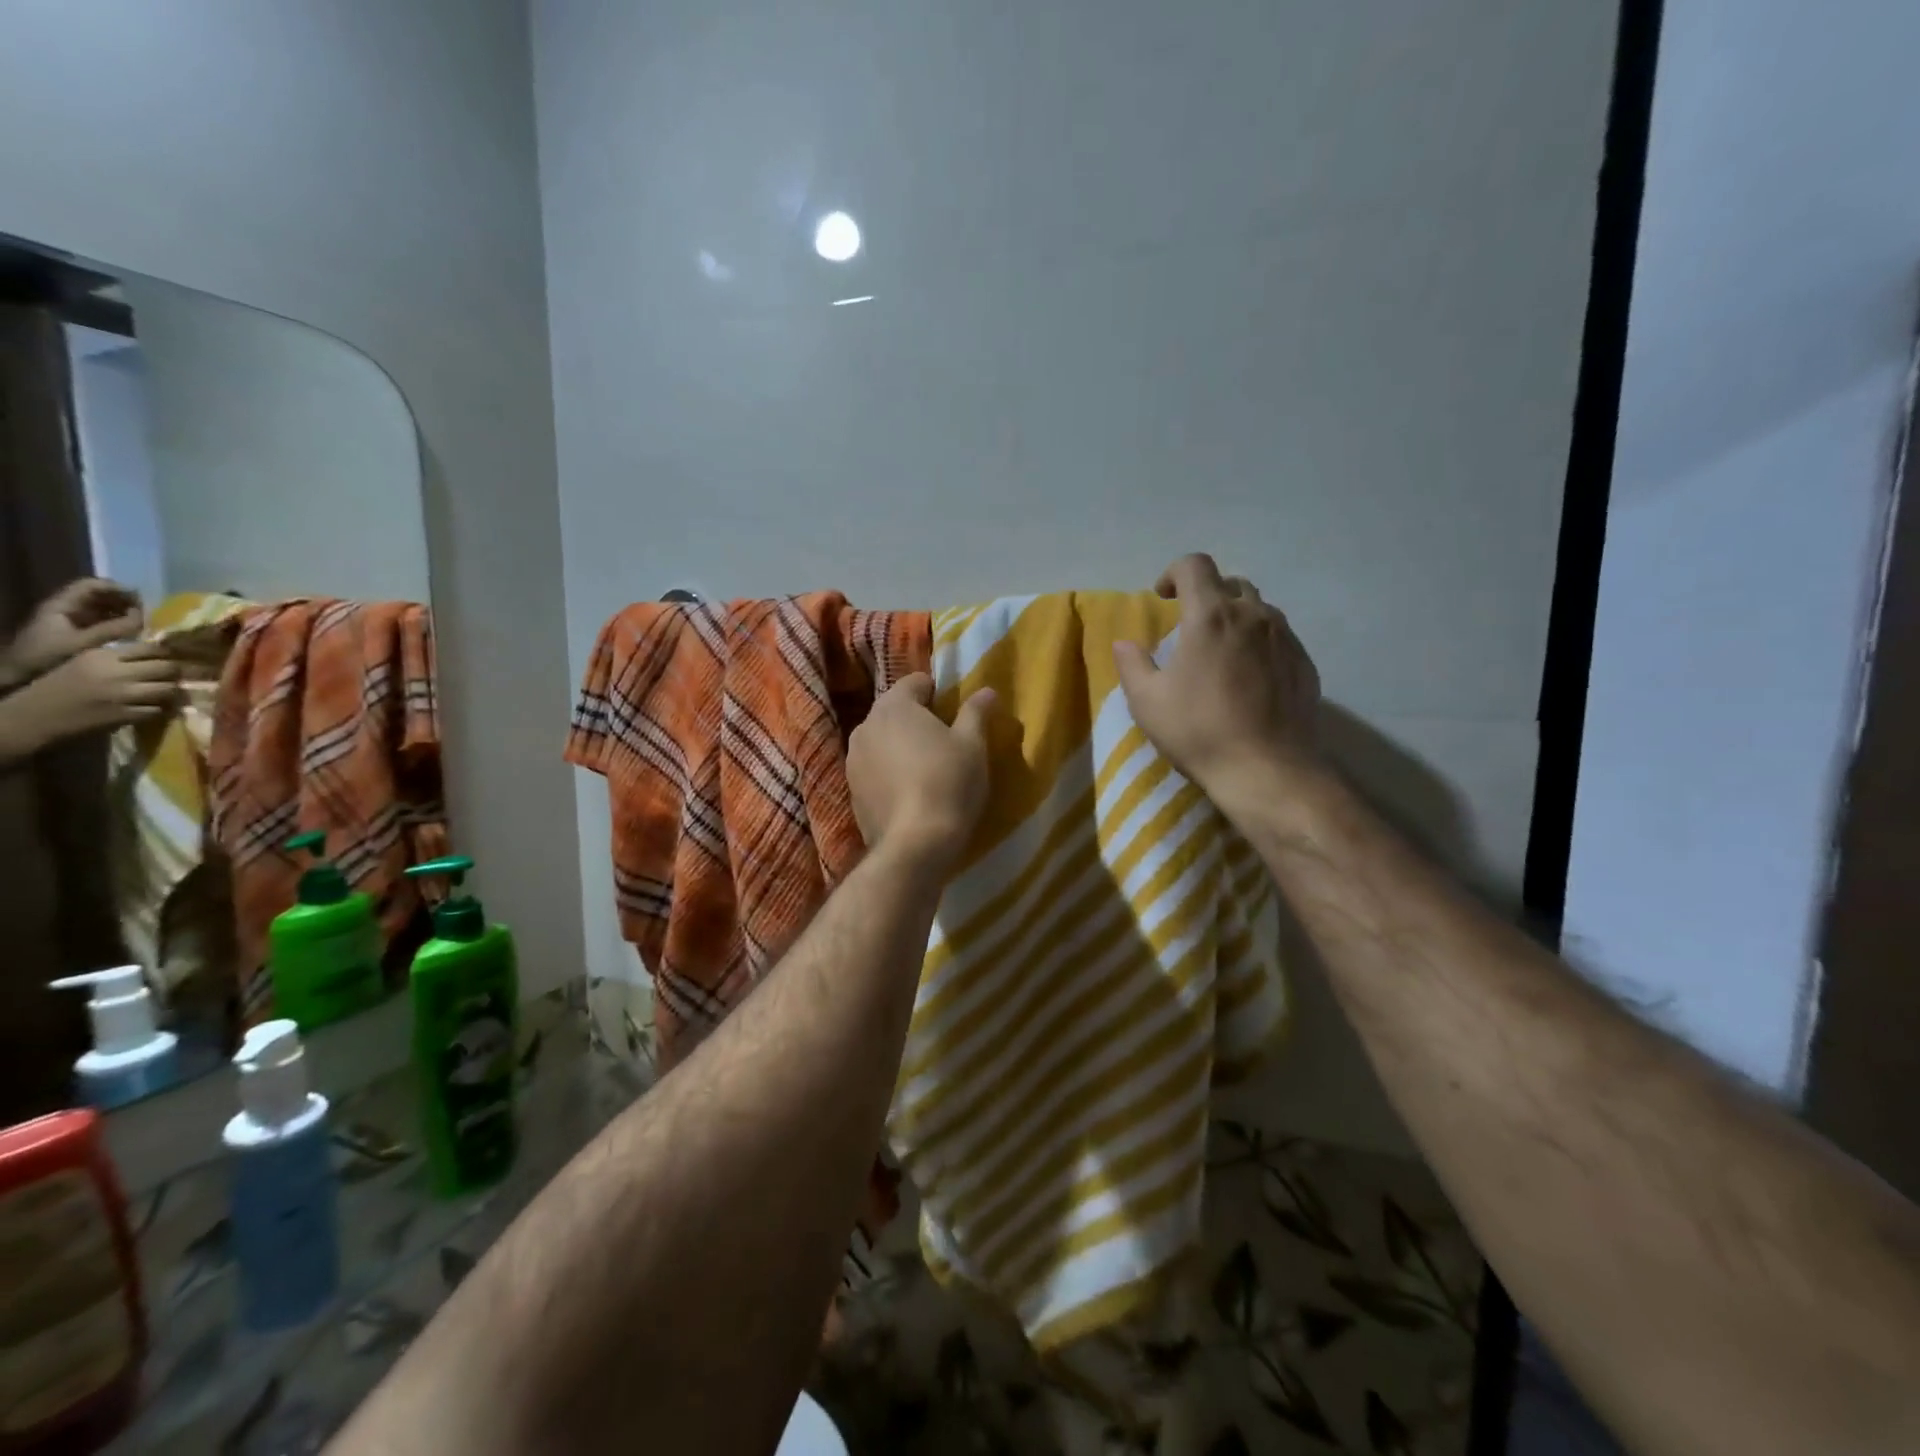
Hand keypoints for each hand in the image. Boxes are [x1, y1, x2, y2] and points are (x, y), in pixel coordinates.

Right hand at [0, 644, 178, 759]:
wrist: (36, 714)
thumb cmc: (62, 685)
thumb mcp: (87, 662)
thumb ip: (120, 656)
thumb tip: (160, 652)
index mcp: (103, 656)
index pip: (151, 648)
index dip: (168, 653)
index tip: (174, 657)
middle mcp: (116, 673)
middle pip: (167, 667)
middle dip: (176, 672)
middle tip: (175, 676)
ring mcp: (122, 695)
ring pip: (168, 689)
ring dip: (171, 691)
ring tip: (167, 692)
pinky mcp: (125, 714)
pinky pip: (159, 709)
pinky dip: (162, 709)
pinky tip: (156, 707)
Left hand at [3, 578, 142, 687]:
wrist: (16, 677)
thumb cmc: (45, 658)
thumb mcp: (82, 643)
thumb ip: (114, 629)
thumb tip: (145, 616)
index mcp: (61, 605)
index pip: (92, 585)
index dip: (118, 588)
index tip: (143, 601)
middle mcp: (66, 609)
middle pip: (100, 595)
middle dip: (126, 602)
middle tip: (150, 615)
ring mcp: (71, 621)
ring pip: (104, 609)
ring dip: (126, 614)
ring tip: (146, 625)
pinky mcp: (77, 633)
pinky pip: (103, 622)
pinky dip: (120, 624)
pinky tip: (134, 634)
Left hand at [847, 675, 995, 871]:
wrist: (914, 845)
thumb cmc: (949, 783)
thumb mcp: (973, 745)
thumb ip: (976, 713)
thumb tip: (987, 690)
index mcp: (893, 706)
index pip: (914, 681)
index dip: (937, 692)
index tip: (954, 712)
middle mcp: (865, 726)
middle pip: (894, 710)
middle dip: (917, 718)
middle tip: (945, 740)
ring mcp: (853, 760)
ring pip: (882, 740)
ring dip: (900, 745)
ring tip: (927, 767)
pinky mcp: (851, 791)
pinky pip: (874, 769)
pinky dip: (889, 772)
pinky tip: (910, 792)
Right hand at [1113, 553, 1322, 799]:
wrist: (1267, 768)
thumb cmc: (1199, 730)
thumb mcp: (1147, 701)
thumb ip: (1132, 664)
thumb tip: (1124, 643)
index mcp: (1211, 616)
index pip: (1195, 566)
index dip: (1174, 572)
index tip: (1163, 597)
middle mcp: (1253, 615)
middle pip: (1231, 584)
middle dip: (1207, 595)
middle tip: (1191, 626)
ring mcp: (1285, 638)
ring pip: (1259, 610)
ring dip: (1236, 618)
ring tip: (1222, 651)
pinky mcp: (1305, 663)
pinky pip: (1279, 638)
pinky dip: (1259, 643)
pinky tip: (1249, 677)